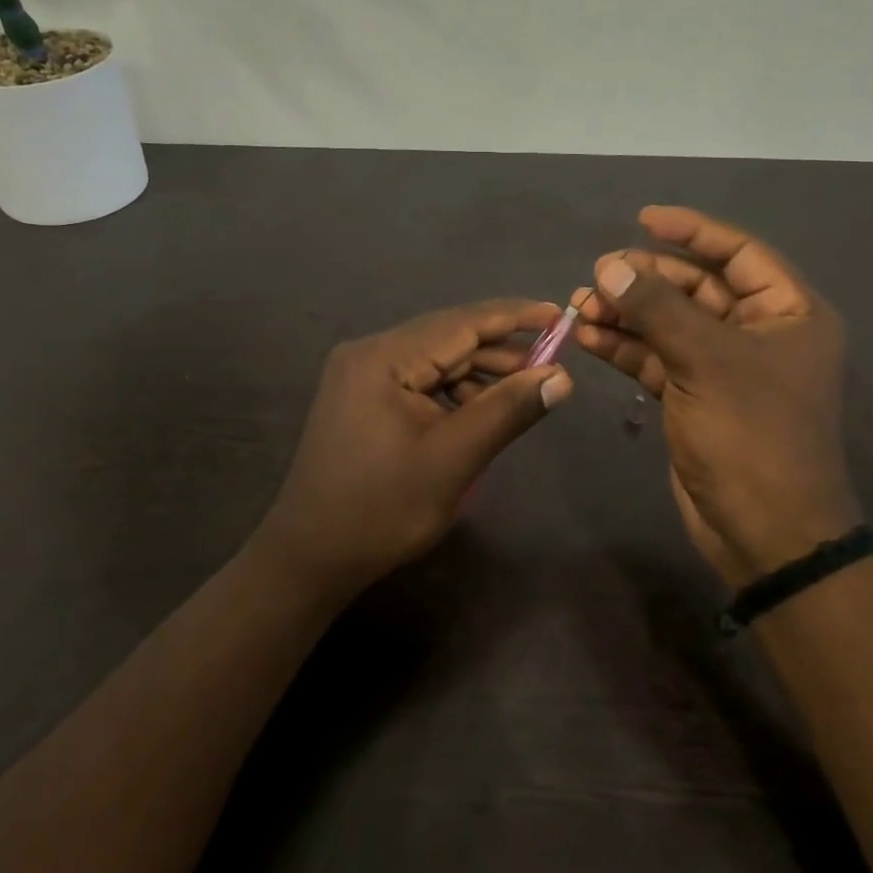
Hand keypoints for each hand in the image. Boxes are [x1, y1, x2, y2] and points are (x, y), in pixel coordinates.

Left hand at [252, 299, 573, 599]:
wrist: (310, 557)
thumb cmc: (382, 509)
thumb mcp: (454, 460)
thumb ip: (507, 410)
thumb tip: (562, 377)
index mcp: (383, 358)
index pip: (460, 322)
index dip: (514, 316)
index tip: (560, 315)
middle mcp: (368, 353)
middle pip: (447, 338)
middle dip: (500, 350)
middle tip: (551, 364)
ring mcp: (360, 375)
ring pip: (434, 360)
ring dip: (478, 373)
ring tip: (523, 391)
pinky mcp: (361, 397)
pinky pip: (418, 381)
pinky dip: (452, 391)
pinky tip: (479, 410)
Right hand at [573, 206, 857, 585]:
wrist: (764, 531)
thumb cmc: (752, 435)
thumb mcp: (706, 361)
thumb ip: (657, 308)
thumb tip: (609, 267)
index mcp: (789, 312)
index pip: (738, 253)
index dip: (692, 232)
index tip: (643, 219)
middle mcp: (760, 332)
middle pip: (696, 288)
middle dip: (645, 279)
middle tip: (597, 275)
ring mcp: (724, 367)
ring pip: (669, 323)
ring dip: (626, 313)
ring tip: (579, 306)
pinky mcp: (695, 396)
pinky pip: (656, 357)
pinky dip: (625, 346)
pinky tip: (588, 337)